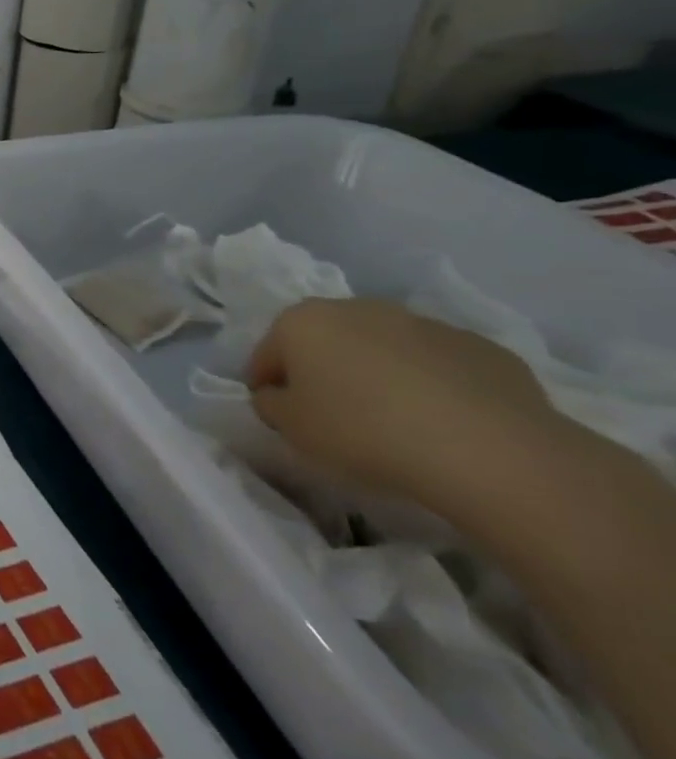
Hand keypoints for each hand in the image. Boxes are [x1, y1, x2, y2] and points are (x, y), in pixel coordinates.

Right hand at [246, 298, 575, 500]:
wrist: (489, 450)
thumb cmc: (363, 430)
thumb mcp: (290, 426)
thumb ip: (271, 403)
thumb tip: (279, 395)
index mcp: (302, 320)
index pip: (268, 353)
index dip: (268, 386)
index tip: (280, 415)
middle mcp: (358, 308)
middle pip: (326, 341)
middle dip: (323, 371)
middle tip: (332, 415)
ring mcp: (425, 323)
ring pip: (383, 349)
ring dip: (377, 374)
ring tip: (392, 421)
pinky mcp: (482, 347)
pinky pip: (438, 366)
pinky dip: (431, 386)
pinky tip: (441, 422)